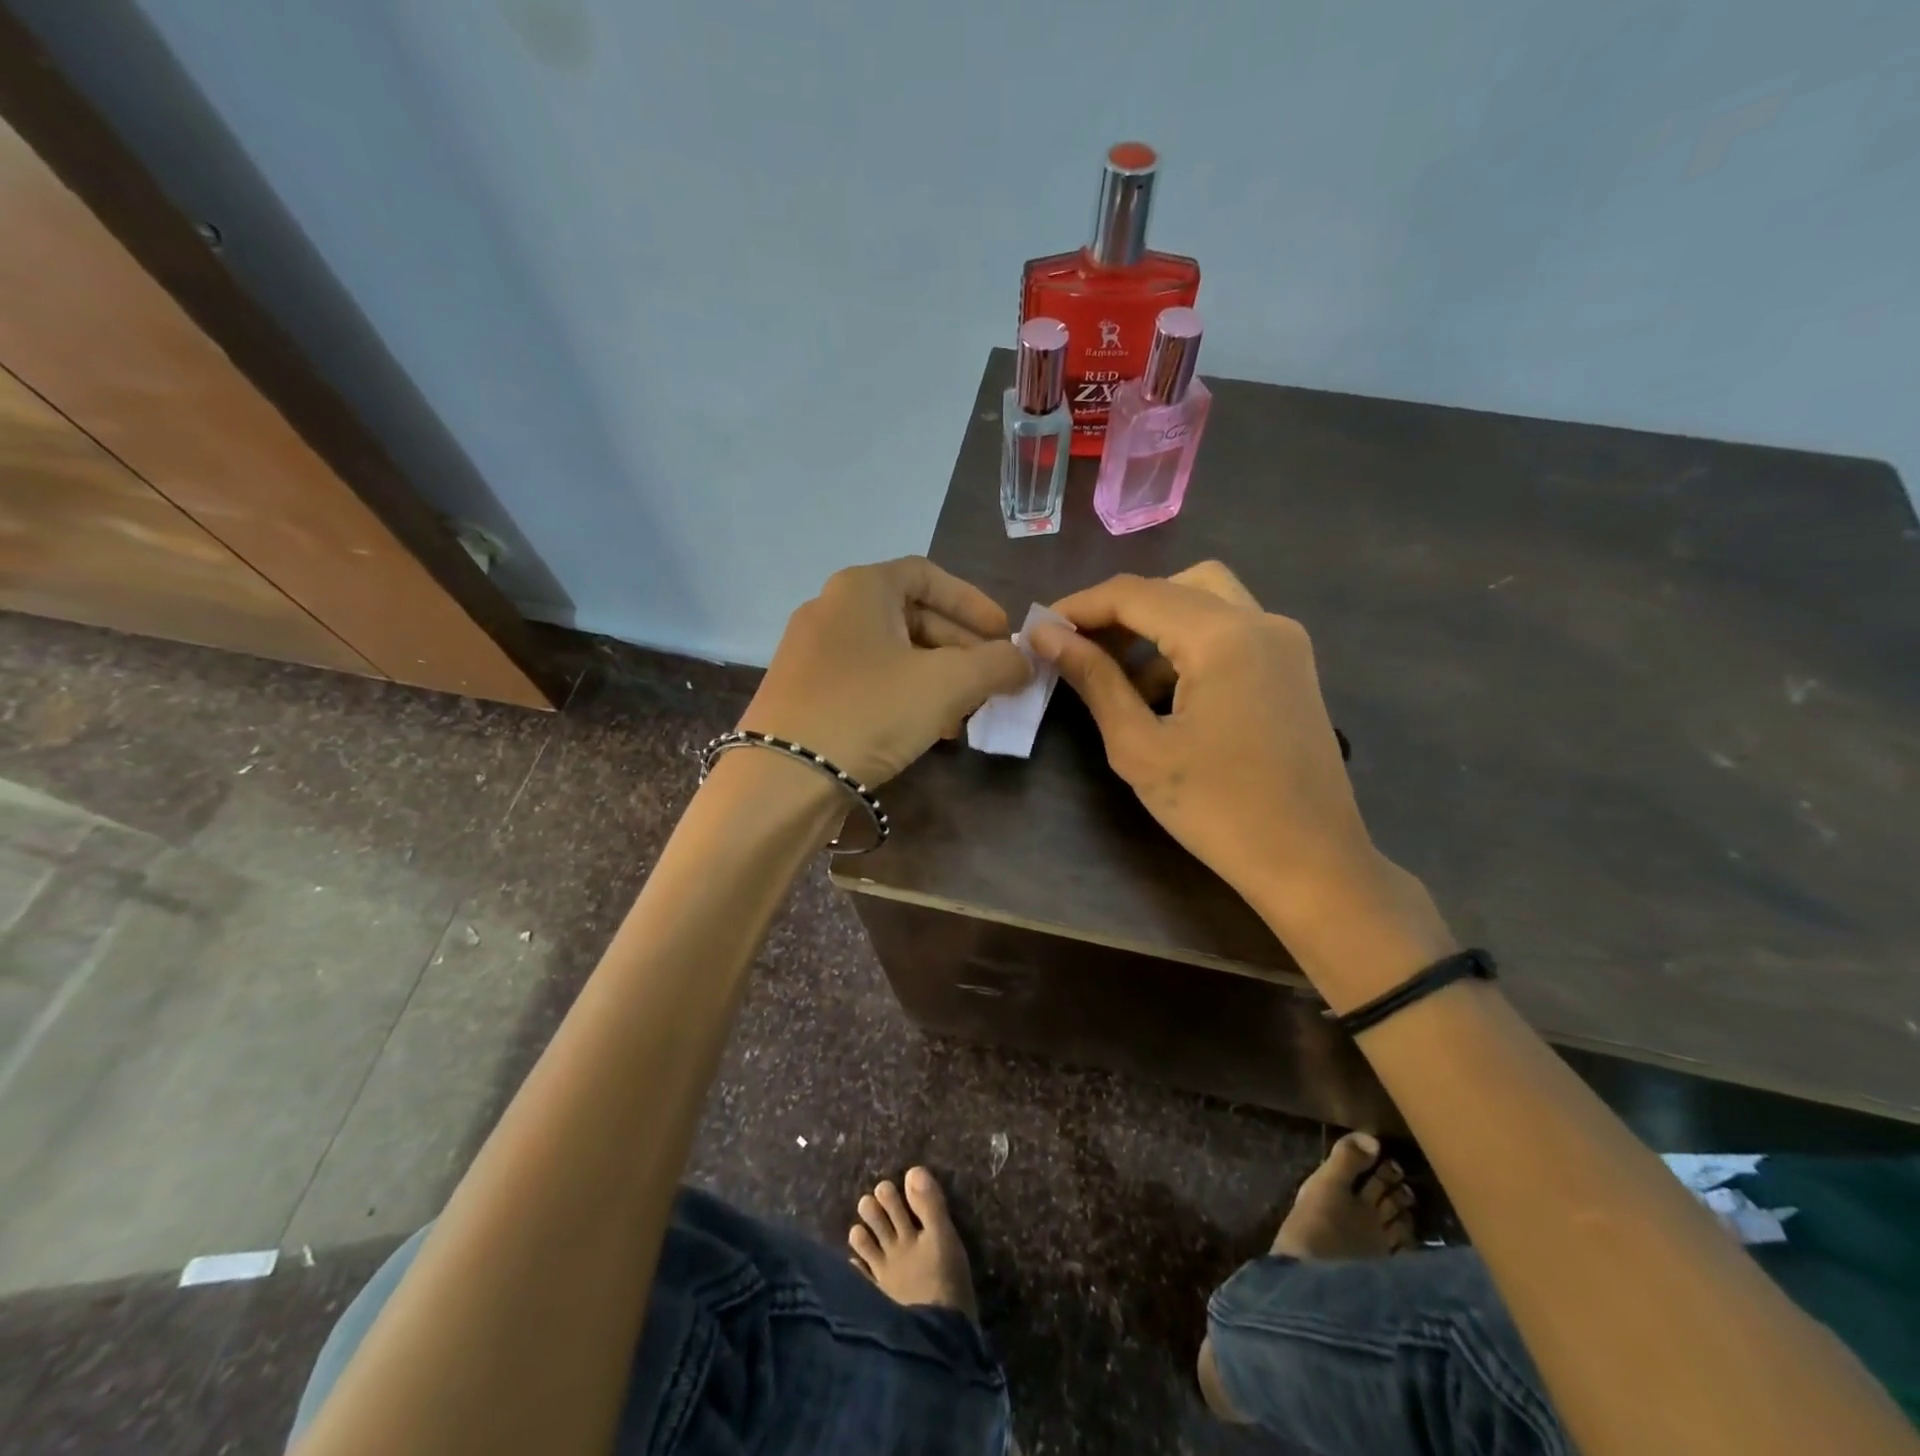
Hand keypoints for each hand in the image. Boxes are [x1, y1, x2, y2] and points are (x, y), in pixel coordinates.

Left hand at [740, 557, 1030, 786]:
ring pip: (892, 652)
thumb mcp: (947, 683)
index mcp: (861, 588)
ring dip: (937, 676)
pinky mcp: (805, 692)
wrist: (784, 778)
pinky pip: (868, 680)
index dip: (973, 602)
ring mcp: (812, 652)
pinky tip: (929, 728)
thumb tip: (1024, 660)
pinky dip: (905, 694)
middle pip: (912, 615)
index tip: (1004, 635)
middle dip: (960, 647)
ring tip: (966, 710)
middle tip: (992, 678)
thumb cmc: (870, 711)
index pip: (928, 574)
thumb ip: (996, 664)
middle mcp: (831, 609)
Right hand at [1030, 565, 1451, 1002]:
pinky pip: (1230, 631)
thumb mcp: (1139, 747)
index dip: (1080, 607)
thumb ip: (1093, 680)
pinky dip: (1188, 645)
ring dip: (1155, 627)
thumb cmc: (1217, 811)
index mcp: (1223, 636)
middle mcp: (1261, 620)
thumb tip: (1046, 635)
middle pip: (1174, 586)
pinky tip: (1165, 696)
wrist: (1311, 863)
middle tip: (1079, 649)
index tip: (1040, 631)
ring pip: (1206, 602)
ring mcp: (1285, 641)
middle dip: (1120, 611)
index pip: (1135, 594)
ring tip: (1117, 679)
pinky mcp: (1292, 666)